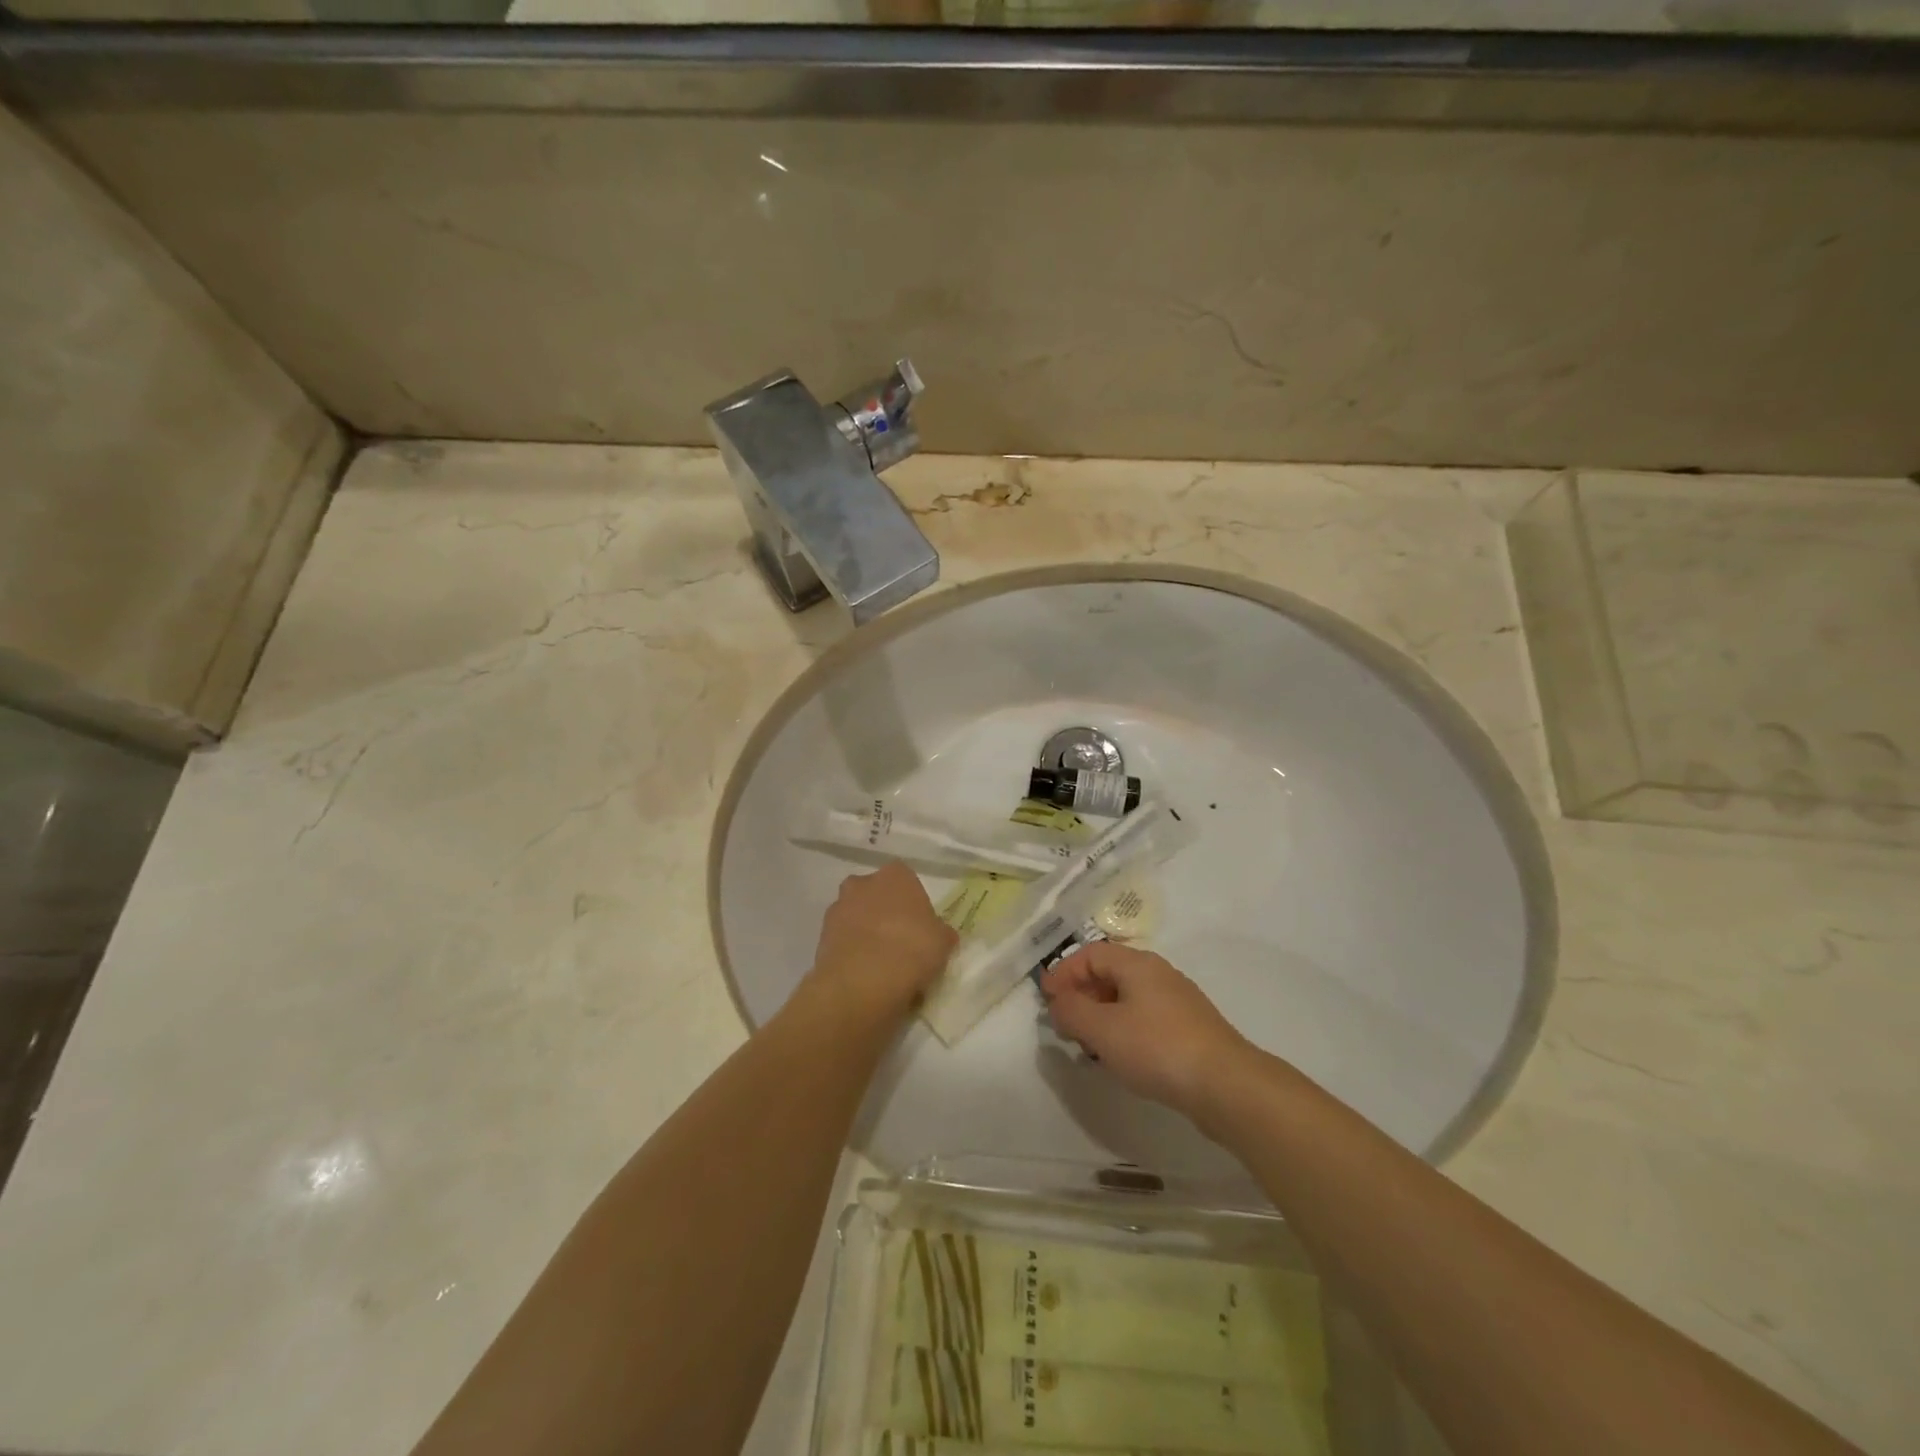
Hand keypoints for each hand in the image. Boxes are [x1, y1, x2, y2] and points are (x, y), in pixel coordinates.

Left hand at [807, 862, 956, 1019]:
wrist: (863, 981)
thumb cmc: (912, 949)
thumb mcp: (942, 942)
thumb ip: (941, 933)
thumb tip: (941, 935)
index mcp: (896, 875)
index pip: (906, 880)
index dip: (913, 903)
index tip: (920, 927)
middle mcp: (863, 882)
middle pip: (876, 894)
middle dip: (884, 912)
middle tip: (899, 942)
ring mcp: (838, 907)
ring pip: (856, 916)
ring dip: (864, 932)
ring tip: (880, 964)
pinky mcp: (821, 935)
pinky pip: (842, 940)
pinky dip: (851, 952)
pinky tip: (864, 975)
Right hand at [1039, 942, 1252, 1119]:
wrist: (1226, 1085)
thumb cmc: (1157, 1048)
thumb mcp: (1102, 1029)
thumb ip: (1072, 1011)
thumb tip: (1058, 1001)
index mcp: (1137, 964)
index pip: (1091, 954)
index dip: (1064, 972)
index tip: (1046, 999)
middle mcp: (1158, 974)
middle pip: (1109, 973)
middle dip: (1081, 995)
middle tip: (1065, 1024)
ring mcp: (1177, 1002)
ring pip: (1127, 998)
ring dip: (1101, 1015)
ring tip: (1088, 1045)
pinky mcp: (1189, 1029)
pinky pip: (1144, 1018)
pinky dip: (1123, 1030)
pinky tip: (1121, 1057)